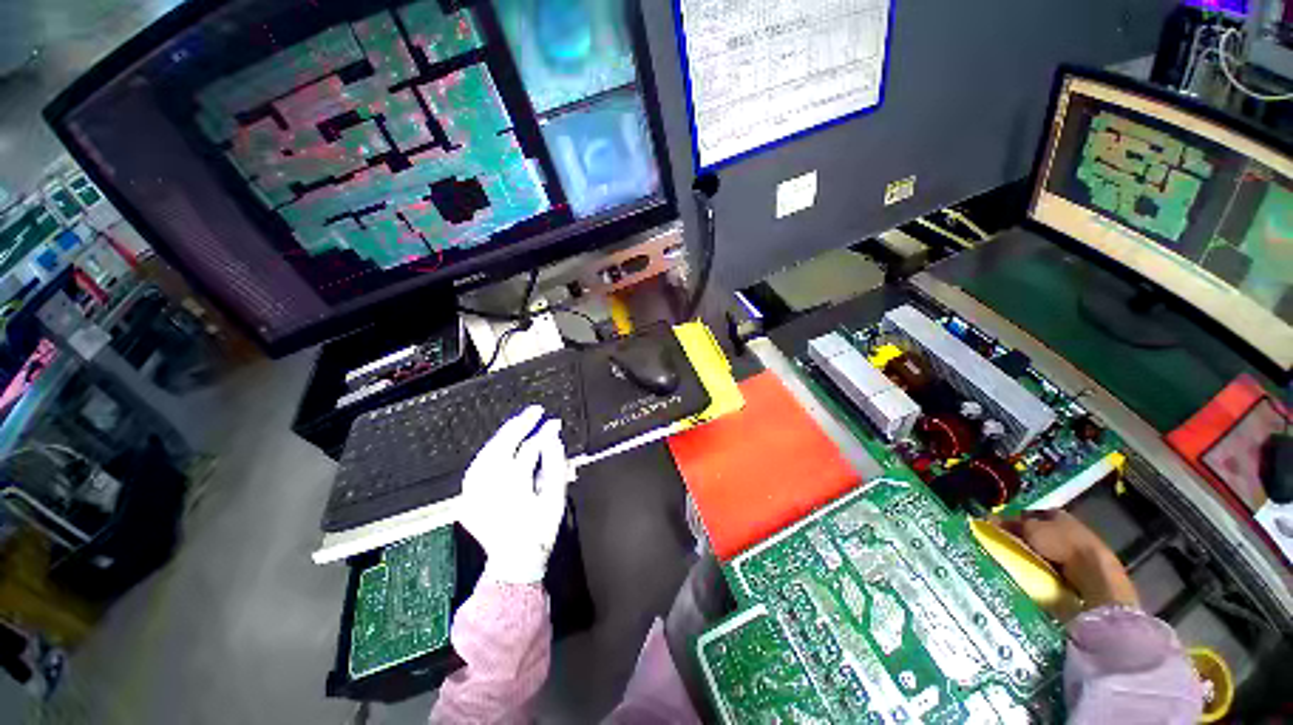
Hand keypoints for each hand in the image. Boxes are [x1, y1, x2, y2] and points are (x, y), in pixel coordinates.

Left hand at [458, 405, 571, 583]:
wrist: (513, 563)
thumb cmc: (540, 531)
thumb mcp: (555, 498)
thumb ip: (555, 465)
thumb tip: (553, 438)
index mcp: (513, 487)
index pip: (529, 450)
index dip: (543, 433)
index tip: (554, 422)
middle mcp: (488, 488)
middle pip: (501, 446)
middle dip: (519, 425)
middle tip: (534, 411)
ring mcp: (472, 494)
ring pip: (485, 454)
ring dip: (502, 436)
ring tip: (519, 423)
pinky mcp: (466, 499)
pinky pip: (476, 467)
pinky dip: (489, 452)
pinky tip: (499, 446)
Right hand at [998, 510, 1138, 609]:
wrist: (1093, 571)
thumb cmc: (1061, 543)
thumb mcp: (1030, 529)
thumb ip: (1011, 523)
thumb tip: (988, 518)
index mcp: (1056, 513)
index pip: (1030, 513)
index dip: (1014, 519)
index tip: (1000, 528)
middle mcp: (1067, 526)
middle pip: (1039, 530)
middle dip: (1025, 537)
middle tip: (1008, 545)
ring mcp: (1077, 546)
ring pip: (1048, 547)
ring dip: (1035, 553)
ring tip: (1020, 561)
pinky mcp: (1081, 565)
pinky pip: (1056, 563)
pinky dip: (1046, 566)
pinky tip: (1036, 571)